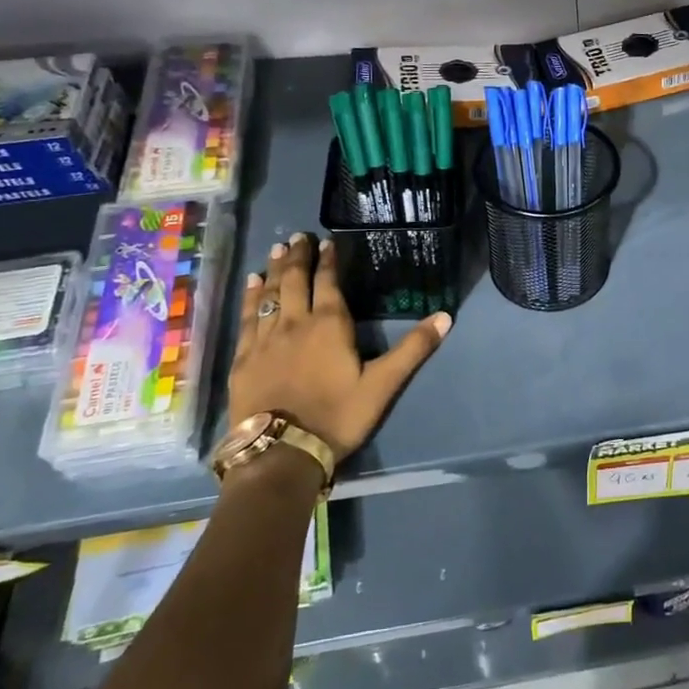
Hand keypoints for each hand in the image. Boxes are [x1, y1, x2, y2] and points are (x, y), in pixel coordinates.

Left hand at [226, 234, 451, 463]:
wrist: (281, 452)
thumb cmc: (337, 417)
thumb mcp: (383, 385)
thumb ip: (413, 349)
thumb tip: (445, 317)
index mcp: (330, 325)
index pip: (328, 283)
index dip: (328, 261)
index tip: (326, 242)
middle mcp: (295, 323)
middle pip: (295, 281)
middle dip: (298, 257)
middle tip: (298, 237)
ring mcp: (265, 339)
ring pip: (269, 294)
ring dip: (274, 270)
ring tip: (276, 250)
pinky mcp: (244, 358)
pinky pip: (247, 318)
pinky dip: (250, 297)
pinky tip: (251, 285)